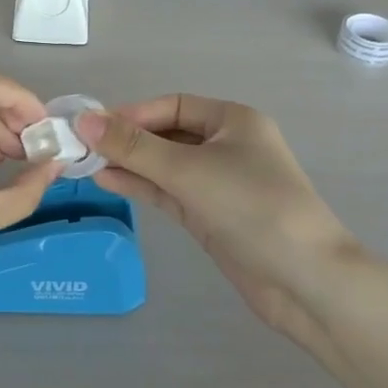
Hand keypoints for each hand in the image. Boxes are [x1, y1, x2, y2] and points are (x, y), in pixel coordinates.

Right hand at [76, 96, 356, 347]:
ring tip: (85, 165)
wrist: (306, 281)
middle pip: (167, 134)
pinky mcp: (211, 216)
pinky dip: (142, 186)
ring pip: (165, 165)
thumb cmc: (252, 207)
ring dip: (129, 164)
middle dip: (127, 140)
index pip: (172, 106)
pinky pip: (169, 192)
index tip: (92, 126)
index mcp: (233, 120)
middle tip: (81, 147)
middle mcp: (226, 145)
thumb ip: (134, 147)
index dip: (132, 113)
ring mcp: (219, 183)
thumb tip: (84, 120)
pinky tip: (108, 182)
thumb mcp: (189, 170)